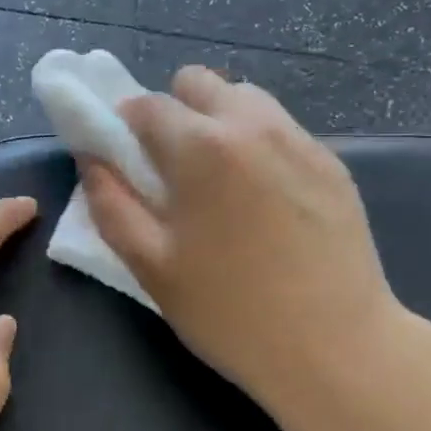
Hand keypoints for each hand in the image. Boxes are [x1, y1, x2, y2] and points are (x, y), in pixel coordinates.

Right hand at [82, 67, 406, 416]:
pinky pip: (281, 129)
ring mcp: (300, 139)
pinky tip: (267, 200)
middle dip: (175, 112)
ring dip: (220, 122)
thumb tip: (93, 159)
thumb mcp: (152, 266)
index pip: (147, 104)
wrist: (337, 347)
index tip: (128, 159)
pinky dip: (260, 144)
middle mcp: (253, 124)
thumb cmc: (231, 312)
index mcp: (202, 146)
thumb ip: (112, 204)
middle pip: (198, 83)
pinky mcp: (333, 162)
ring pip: (245, 98)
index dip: (126, 126)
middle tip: (176, 169)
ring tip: (223, 181)